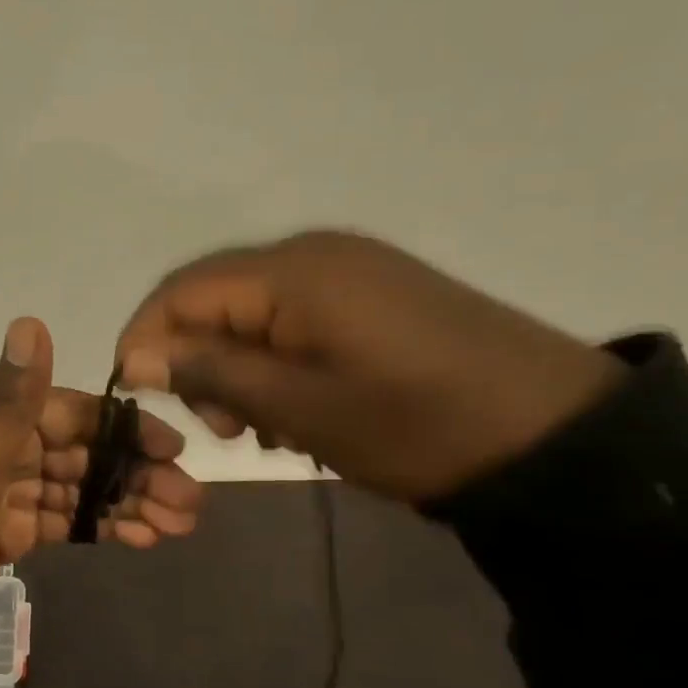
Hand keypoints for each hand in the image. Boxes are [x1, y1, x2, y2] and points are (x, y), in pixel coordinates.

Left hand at [0, 317, 203, 625]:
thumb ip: (12, 397)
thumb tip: (30, 321)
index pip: (73, 413)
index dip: (123, 430)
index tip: (172, 449)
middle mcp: (4, 445)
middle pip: (84, 453)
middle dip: (137, 475)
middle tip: (190, 502)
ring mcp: (8, 490)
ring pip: (80, 489)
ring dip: (128, 503)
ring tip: (178, 525)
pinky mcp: (10, 529)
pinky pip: (64, 520)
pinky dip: (99, 526)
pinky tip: (140, 537)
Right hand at [113, 231, 625, 502]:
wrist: (552, 435)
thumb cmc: (414, 424)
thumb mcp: (300, 407)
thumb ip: (210, 372)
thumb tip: (134, 353)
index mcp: (292, 271)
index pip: (183, 290)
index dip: (146, 338)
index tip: (136, 396)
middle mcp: (313, 253)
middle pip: (216, 297)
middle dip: (196, 359)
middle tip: (223, 427)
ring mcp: (349, 269)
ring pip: (253, 311)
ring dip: (238, 366)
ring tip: (264, 427)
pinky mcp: (374, 293)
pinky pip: (295, 317)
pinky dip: (277, 361)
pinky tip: (299, 405)